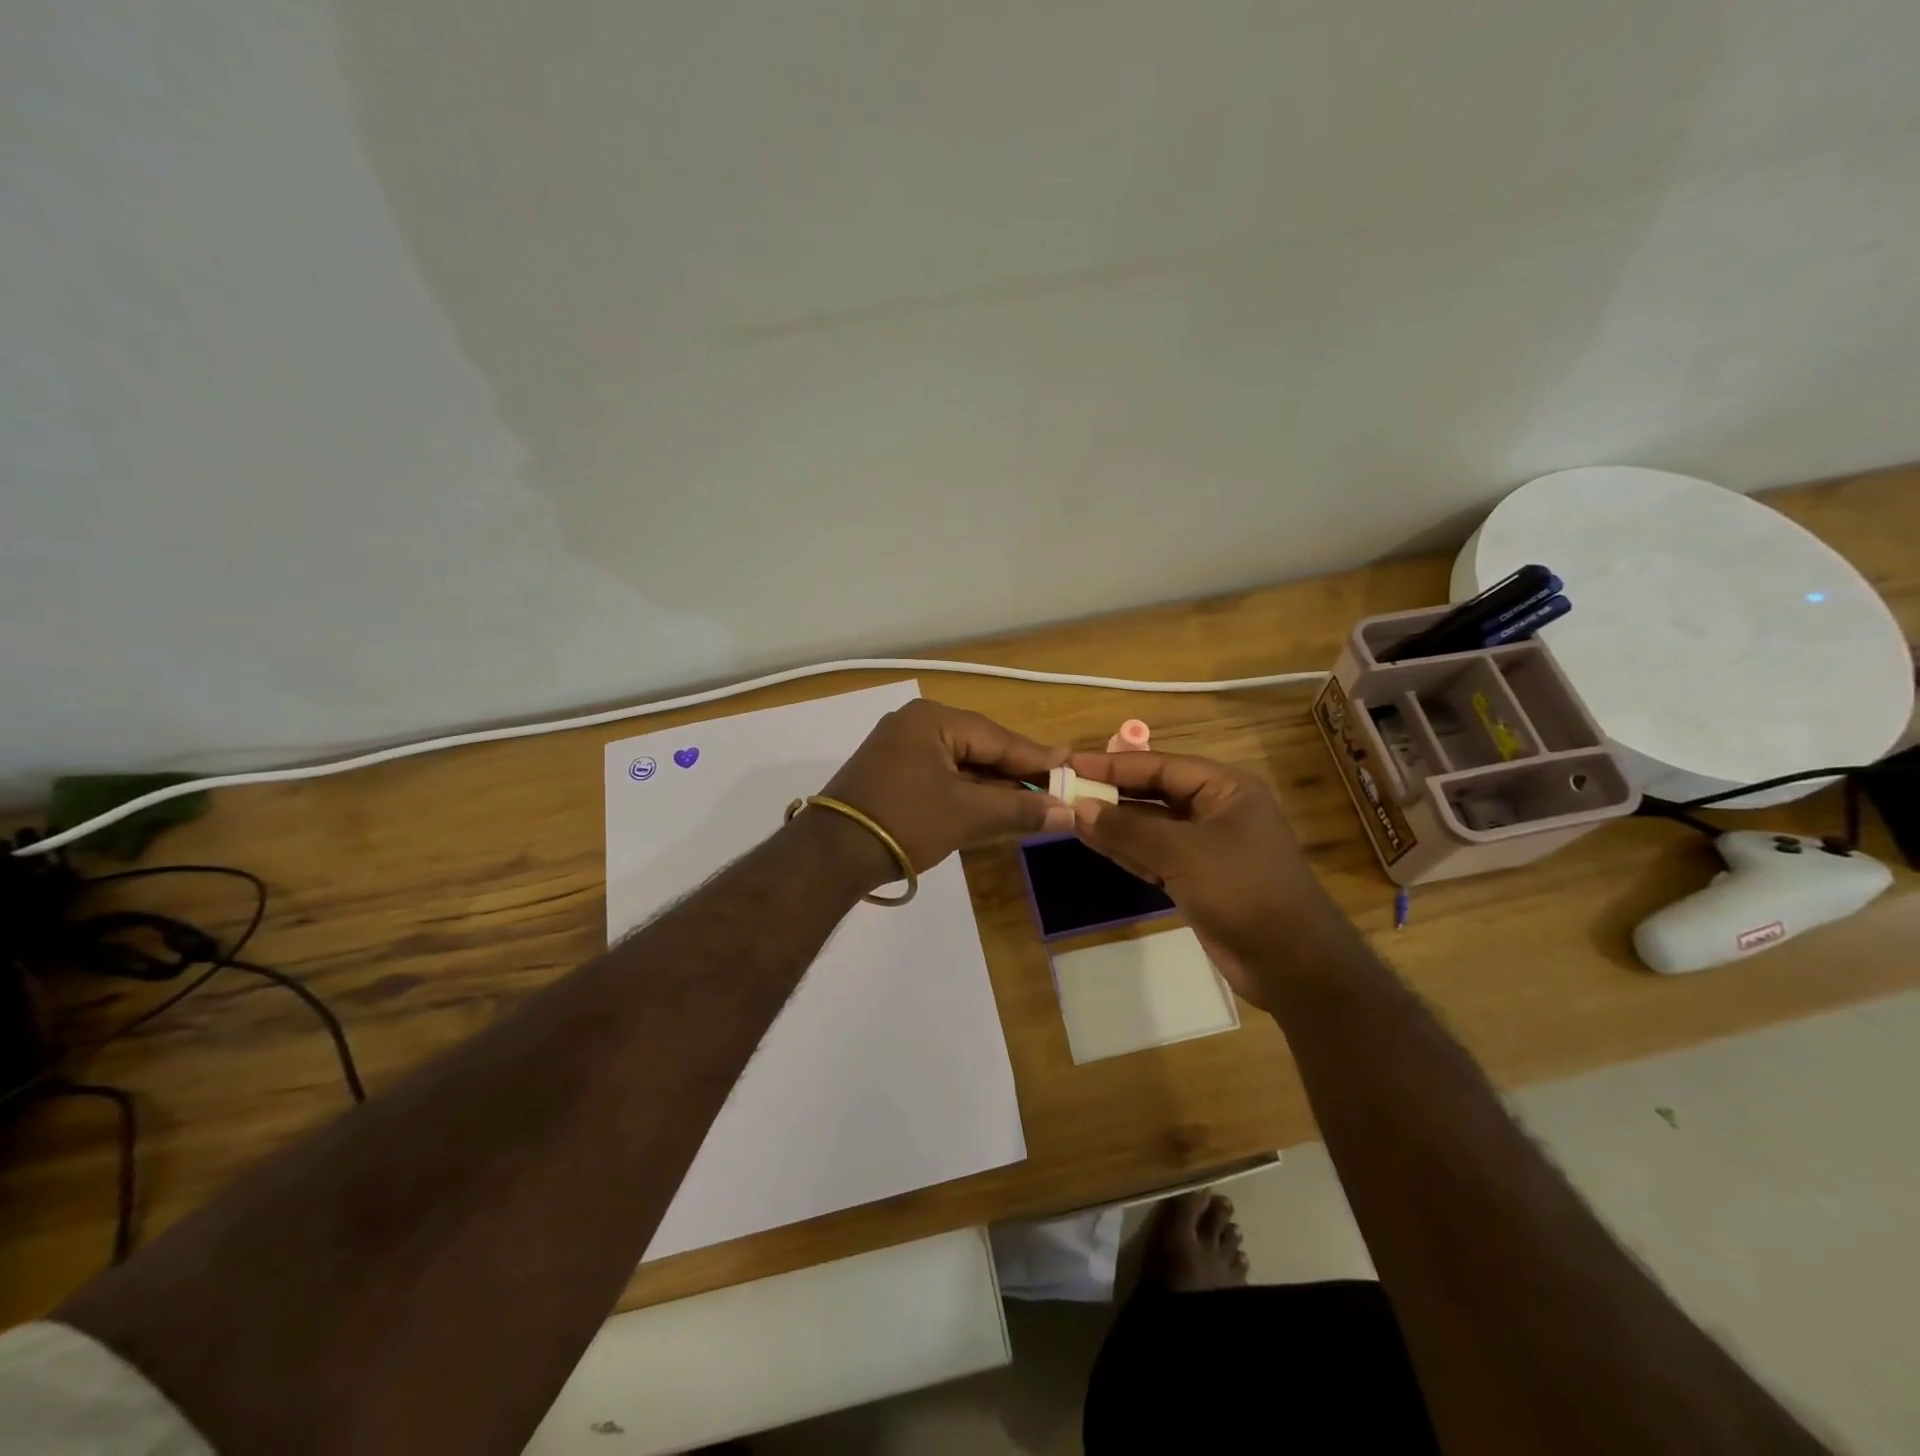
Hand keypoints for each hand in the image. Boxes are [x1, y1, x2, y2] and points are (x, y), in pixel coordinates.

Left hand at [820, 700, 1073, 874]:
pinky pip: (941, 774)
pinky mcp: (891, 772)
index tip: (1072, 767)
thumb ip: (1019, 810)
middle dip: (1016, 771)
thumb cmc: (904, 822)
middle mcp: (914, 723)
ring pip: (960, 762)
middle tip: (1056, 786)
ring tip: (1032, 799)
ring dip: (993, 784)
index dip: (1036, 757)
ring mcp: (899, 747)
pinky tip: (992, 805)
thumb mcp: (967, 815)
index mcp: (932, 719)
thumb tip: (1068, 813)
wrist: (832, 854)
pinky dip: (967, 790)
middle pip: (979, 746)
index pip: (997, 737)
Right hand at [1064, 750, 1335, 1008]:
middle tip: (1064, 789)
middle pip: (1154, 793)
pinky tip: (1093, 841)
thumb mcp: (1181, 853)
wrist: (1291, 962)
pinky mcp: (1198, 878)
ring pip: (1151, 826)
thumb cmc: (1241, 890)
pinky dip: (1126, 850)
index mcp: (1225, 789)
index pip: (1160, 765)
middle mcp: (1216, 810)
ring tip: (1068, 814)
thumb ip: (1128, 828)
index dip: (1113, 764)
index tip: (1071, 763)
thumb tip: (1080, 808)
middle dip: (1111, 793)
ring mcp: (1207, 846)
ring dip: (1114, 823)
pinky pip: (1154, 855)